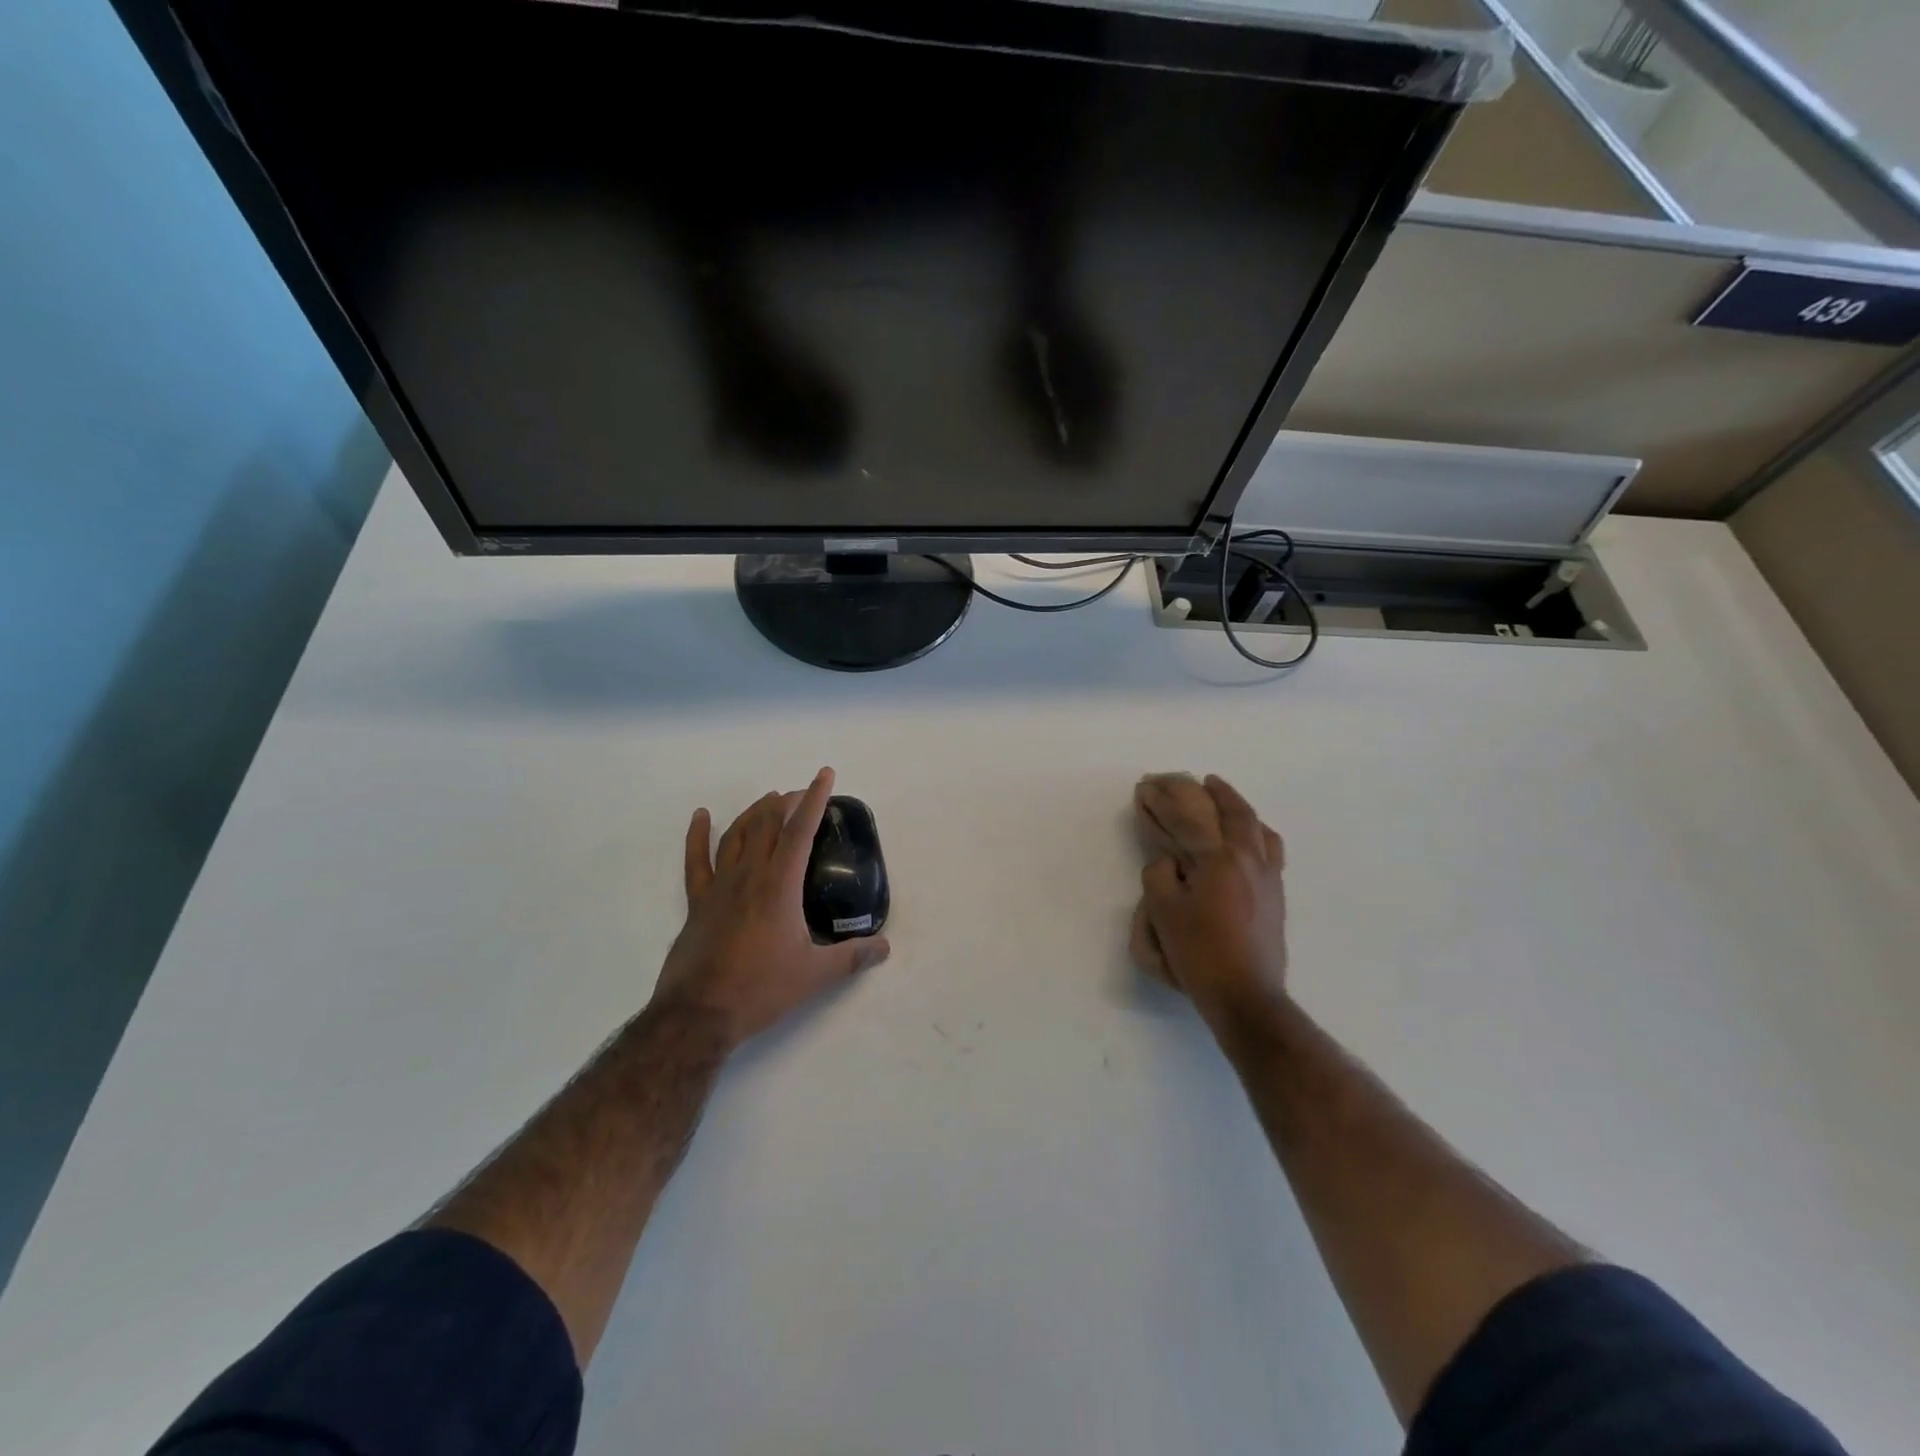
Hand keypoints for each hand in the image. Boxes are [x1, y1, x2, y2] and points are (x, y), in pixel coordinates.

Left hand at [653, 767, 890, 1047]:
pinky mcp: (697, 902)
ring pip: (737, 834)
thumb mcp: (815, 975)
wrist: (699, 1014)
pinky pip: (696, 860)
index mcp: (780, 884)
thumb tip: (885, 947)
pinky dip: (698, 834)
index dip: (814, 799)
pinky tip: (701, 815)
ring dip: (754, 812)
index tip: (824, 775)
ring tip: (768, 800)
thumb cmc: (760, 989)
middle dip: (786, 802)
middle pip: (768, 823)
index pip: (801, 830)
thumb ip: (852, 957)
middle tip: (801, 794)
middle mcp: (750, 875)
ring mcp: (719, 886)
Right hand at [1131, 773, 1288, 1034]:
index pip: (1187, 819)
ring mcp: (1268, 877)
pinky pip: (1271, 849)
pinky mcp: (1276, 896)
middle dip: (1211, 792)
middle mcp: (1248, 859)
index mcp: (1218, 859)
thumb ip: (1159, 875)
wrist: (1246, 995)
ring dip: (1239, 807)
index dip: (1163, 802)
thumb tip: (1170, 861)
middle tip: (1196, 780)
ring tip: (1224, 797)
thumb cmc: (1199, 954)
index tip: (1146, 789)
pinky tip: (1250, 837)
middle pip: (1232, 812)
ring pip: (1258, 827)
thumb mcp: (1162, 913)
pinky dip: (1257, 831)